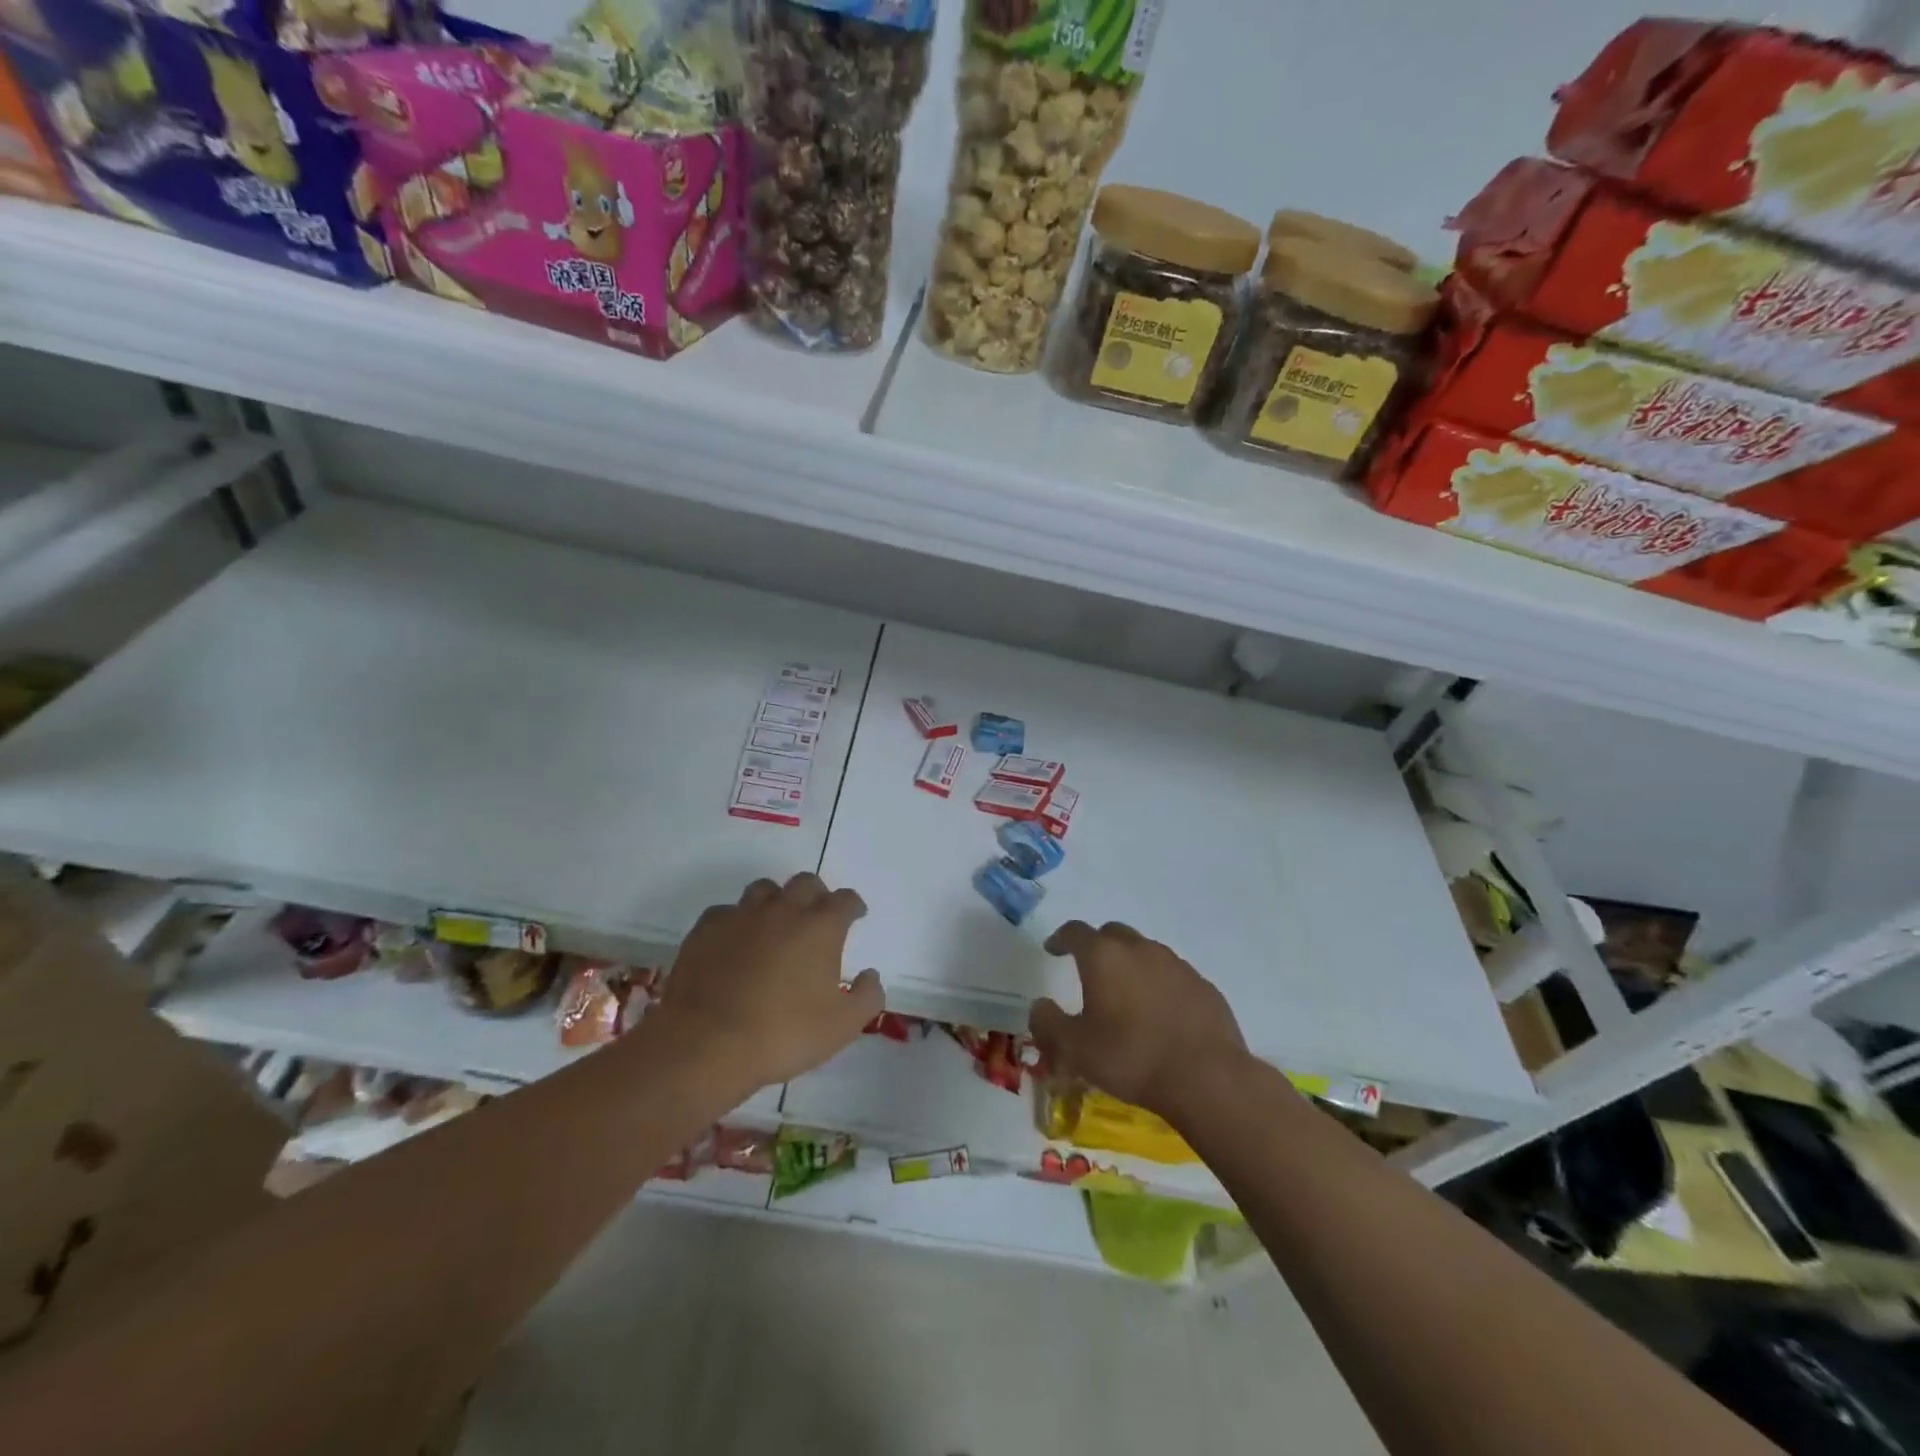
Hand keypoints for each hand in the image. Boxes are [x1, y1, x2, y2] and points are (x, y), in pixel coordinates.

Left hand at [650, 874, 882, 1091]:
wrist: (706, 1043)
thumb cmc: (783, 1033)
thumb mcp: (842, 1026)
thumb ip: (867, 996)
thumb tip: (870, 975)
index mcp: (820, 927)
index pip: (845, 900)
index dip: (853, 906)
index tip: (855, 916)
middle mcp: (783, 910)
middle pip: (805, 882)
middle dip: (816, 895)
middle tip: (816, 918)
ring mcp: (741, 915)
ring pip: (764, 890)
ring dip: (776, 901)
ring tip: (775, 925)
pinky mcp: (706, 929)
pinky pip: (726, 912)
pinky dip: (737, 922)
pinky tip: (735, 943)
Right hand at [1030, 920, 1247, 1119]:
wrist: (1206, 1077)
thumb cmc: (1131, 1057)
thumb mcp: (1075, 1048)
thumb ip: (1048, 1022)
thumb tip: (1040, 1005)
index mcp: (1103, 956)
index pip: (1075, 932)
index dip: (1061, 938)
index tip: (1053, 949)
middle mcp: (1139, 949)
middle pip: (1112, 933)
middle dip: (1097, 946)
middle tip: (1090, 970)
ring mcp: (1175, 964)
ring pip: (1145, 951)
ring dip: (1131, 964)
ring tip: (1126, 994)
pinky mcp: (1202, 984)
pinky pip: (1172, 975)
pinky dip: (1159, 984)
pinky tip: (1160, 1013)